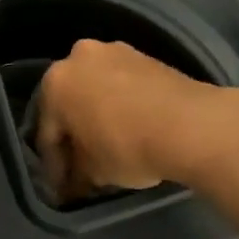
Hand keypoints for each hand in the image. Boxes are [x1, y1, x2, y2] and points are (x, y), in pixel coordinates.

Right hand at [35, 40, 223, 200]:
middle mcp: (78, 57)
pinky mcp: (145, 55)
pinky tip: (132, 127)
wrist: (191, 124)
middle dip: (75, 132)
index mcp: (55, 82)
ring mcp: (115, 51)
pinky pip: (123, 84)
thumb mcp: (94, 171)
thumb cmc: (127, 146)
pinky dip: (122, 104)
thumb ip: (76, 172)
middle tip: (83, 163)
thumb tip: (75, 180)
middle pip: (70, 103)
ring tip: (109, 144)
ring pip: (98, 89)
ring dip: (99, 114)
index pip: (47, 131)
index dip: (54, 164)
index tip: (63, 187)